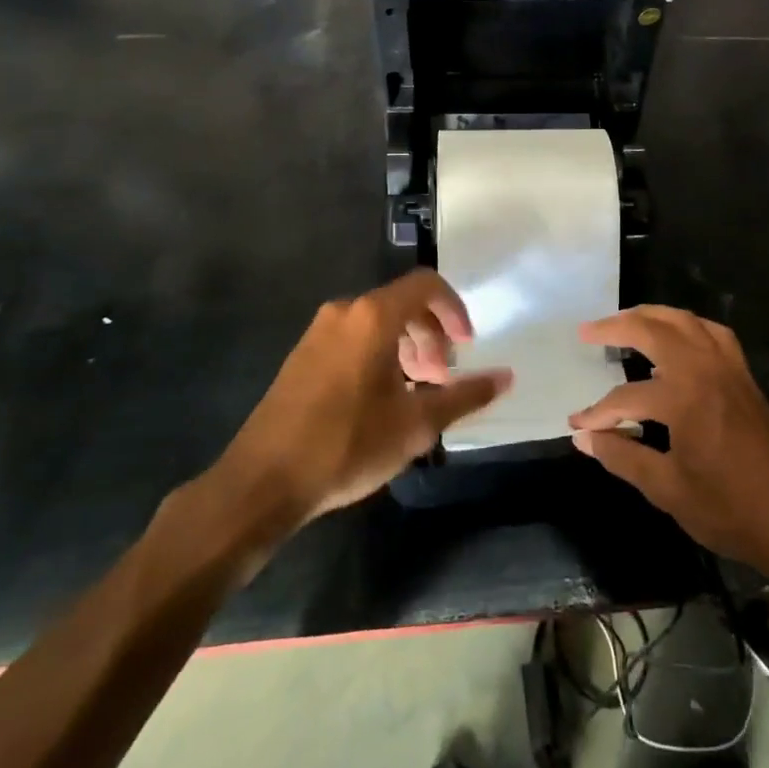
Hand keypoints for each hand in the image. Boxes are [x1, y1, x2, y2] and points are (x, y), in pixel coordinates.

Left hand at [210, 271, 511, 535]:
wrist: (262, 482)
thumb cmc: (347, 444)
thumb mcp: (416, 423)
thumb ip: (465, 395)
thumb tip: (506, 377)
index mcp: (373, 317)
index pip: (426, 285)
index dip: (454, 310)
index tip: (466, 346)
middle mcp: (345, 313)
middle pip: (403, 304)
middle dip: (431, 336)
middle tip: (442, 378)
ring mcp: (318, 333)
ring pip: (377, 324)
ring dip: (407, 348)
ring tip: (416, 392)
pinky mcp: (302, 356)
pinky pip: (353, 339)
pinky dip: (380, 356)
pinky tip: (382, 400)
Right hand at [568, 306, 768, 577]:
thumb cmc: (729, 509)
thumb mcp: (667, 489)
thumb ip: (622, 456)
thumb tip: (583, 437)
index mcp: (685, 397)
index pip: (626, 396)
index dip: (598, 412)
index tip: (577, 425)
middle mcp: (706, 369)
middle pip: (655, 329)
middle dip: (617, 327)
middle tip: (588, 332)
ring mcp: (729, 368)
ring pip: (686, 322)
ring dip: (653, 316)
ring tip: (626, 322)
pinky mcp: (744, 376)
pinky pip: (712, 333)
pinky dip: (687, 326)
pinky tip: (676, 340)